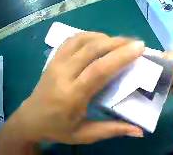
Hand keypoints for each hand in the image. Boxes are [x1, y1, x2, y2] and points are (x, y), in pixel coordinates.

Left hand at [8, 33, 144, 143]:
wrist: (33, 117)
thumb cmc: (59, 129)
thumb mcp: (85, 135)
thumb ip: (111, 131)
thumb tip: (139, 131)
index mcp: (71, 96)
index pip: (98, 71)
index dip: (119, 57)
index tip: (139, 48)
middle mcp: (63, 74)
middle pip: (91, 49)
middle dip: (116, 43)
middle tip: (135, 43)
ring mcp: (56, 62)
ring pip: (82, 40)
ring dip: (103, 37)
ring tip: (120, 42)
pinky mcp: (54, 58)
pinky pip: (72, 39)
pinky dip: (89, 35)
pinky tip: (98, 40)